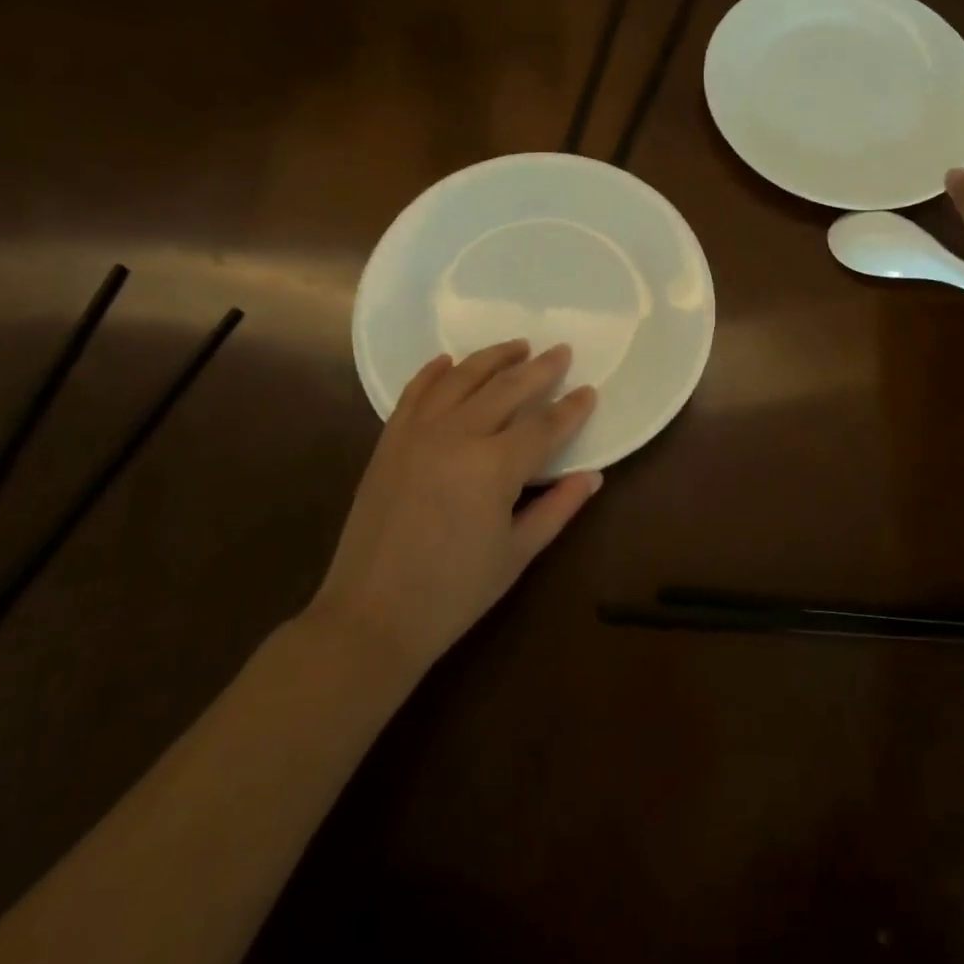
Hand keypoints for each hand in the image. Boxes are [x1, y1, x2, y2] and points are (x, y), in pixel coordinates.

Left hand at [308, 341, 601, 671]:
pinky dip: (434, 372)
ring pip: (461, 379)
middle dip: (539, 369)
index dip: (571, 408)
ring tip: (516, 346)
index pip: (544, 426)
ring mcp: (418, 434)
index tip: (589, 391)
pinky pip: (415, 393)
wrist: (371, 617)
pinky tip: (449, 361)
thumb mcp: (517, 554)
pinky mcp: (390, 441)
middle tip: (560, 351)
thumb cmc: (453, 594)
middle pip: (506, 389)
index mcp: (494, 468)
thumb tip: (593, 476)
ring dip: (492, 358)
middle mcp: (457, 436)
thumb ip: (558, 508)